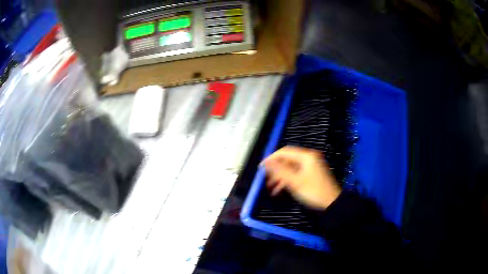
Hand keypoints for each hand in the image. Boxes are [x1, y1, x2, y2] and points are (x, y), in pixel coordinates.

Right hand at [262, 146, 341, 209]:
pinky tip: (279, 189)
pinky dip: (288, 180)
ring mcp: (310, 166)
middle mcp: (308, 158)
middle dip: (275, 170)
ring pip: (290, 168)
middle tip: (266, 179)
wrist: (331, 203)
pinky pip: (296, 173)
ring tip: (271, 187)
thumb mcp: (295, 182)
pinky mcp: (311, 174)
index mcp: (306, 156)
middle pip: (287, 160)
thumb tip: (267, 163)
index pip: (284, 152)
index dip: (271, 158)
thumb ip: (280, 171)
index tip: (261, 167)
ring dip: (280, 177)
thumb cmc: (314, 191)